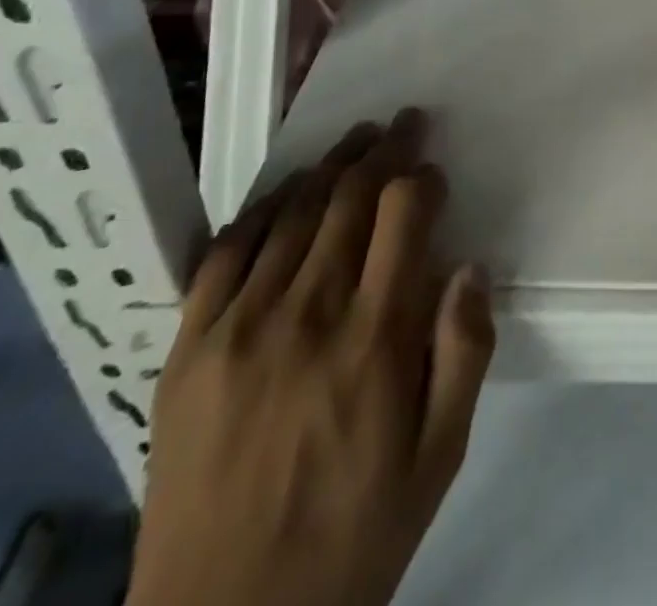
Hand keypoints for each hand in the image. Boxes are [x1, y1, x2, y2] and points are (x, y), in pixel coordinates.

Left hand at [127, 112, 493, 605]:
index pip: (403, 215)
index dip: (422, 177)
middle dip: (383, 150)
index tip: (433, 169)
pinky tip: (286, 191)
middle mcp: (306, 315)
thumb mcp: (439, 456)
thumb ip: (464, 353)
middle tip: (402, 124)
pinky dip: (262, 208)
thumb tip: (469, 266)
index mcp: (373, 341)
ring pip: (293, 211)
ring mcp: (237, 327)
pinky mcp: (186, 348)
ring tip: (355, 140)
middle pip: (350, 198)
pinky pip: (226, 251)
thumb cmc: (352, 533)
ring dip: (331, 166)